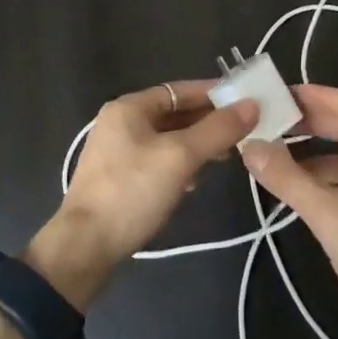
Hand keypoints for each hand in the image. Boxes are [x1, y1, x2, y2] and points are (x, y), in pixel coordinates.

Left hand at [29, 81, 258, 308]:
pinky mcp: (119, 178)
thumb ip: (217, 130)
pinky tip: (196, 180)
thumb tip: (252, 104)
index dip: (213, 94)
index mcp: (130, 107)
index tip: (245, 100)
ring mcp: (118, 151)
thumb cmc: (132, 192)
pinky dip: (180, 164)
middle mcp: (121, 122)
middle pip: (174, 113)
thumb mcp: (180, 157)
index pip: (180, 90)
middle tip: (243, 131)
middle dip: (208, 122)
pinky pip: (158, 160)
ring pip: (168, 139)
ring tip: (226, 156)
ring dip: (196, 145)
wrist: (85, 248)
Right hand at [240, 85, 337, 338]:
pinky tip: (309, 192)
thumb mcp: (328, 217)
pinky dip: (331, 176)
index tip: (280, 94)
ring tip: (282, 156)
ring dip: (319, 150)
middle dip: (313, 121)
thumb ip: (288, 180)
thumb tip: (251, 146)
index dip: (315, 95)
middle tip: (275, 121)